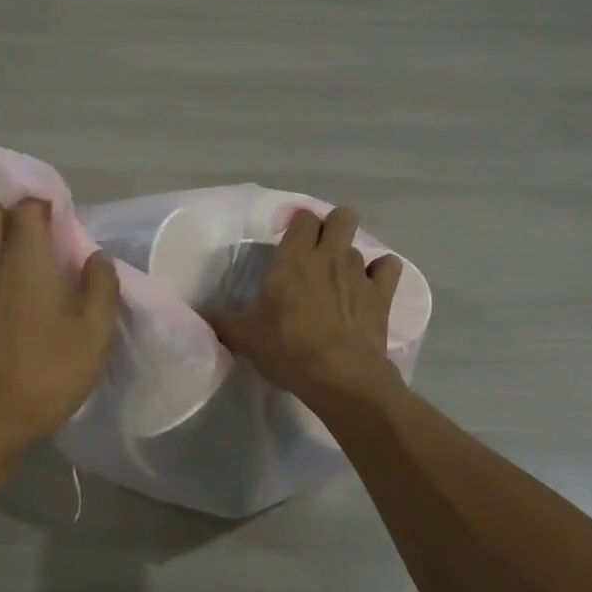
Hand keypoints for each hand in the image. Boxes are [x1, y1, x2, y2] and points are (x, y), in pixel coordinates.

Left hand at [0, 199, 120, 454]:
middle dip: (17, 214)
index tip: (67, 224)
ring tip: (34, 273)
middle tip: (47, 239)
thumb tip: (96, 258)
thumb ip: (102, 286)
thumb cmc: (52, 372)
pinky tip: (15, 301)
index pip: (26, 207)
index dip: (46, 205)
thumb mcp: (95, 332)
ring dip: (4, 243)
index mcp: (25, 263)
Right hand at [209, 206, 405, 415]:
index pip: (302, 217)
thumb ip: (223, 321)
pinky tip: (371, 286)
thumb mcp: (244, 336)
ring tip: (338, 280)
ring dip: (349, 256)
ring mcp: (359, 273)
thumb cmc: (287, 348)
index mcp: (293, 258)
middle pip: (341, 216)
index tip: (288, 241)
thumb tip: (202, 316)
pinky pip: (389, 267)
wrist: (339, 375)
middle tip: (318, 251)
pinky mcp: (382, 295)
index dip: (297, 224)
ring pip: (360, 245)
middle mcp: (329, 256)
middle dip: (332, 226)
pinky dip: (381, 272)